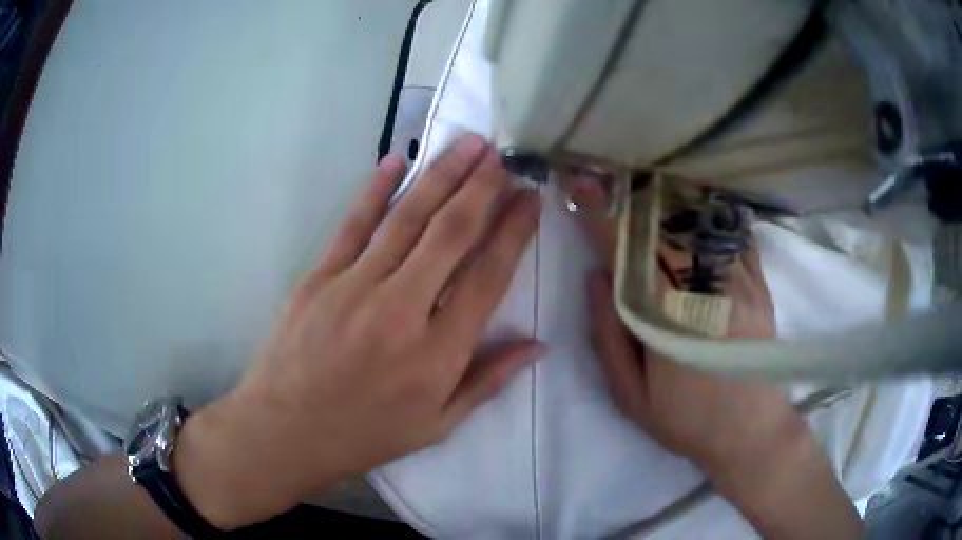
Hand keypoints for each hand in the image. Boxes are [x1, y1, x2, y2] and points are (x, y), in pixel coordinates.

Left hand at [174, 135, 544, 528]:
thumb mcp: (437, 425)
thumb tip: (538, 345)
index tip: (530, 199)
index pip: (488, 276)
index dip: (514, 233)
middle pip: (451, 234)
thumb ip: (488, 380)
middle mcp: (402, 309)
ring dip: (441, 176)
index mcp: (438, 352)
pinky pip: (353, 225)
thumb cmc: (366, 434)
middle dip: (482, 188)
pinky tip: (396, 160)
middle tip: (502, 155)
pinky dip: (376, 190)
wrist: (287, 431)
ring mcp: (355, 287)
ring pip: (407, 219)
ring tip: (467, 144)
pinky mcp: (319, 277)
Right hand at [567, 176, 861, 537]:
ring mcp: (737, 279)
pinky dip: (710, 210)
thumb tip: (595, 277)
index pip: (627, 252)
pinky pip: (732, 232)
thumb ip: (609, 337)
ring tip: (641, 178)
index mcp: (667, 316)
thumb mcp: (631, 396)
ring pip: (698, 221)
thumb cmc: (687, 420)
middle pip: (663, 225)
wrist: (751, 430)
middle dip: (630, 194)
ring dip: (666, 194)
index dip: (602, 215)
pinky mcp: (758, 282)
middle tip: (606, 172)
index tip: (579, 186)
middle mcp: (704, 286)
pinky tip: (694, 198)